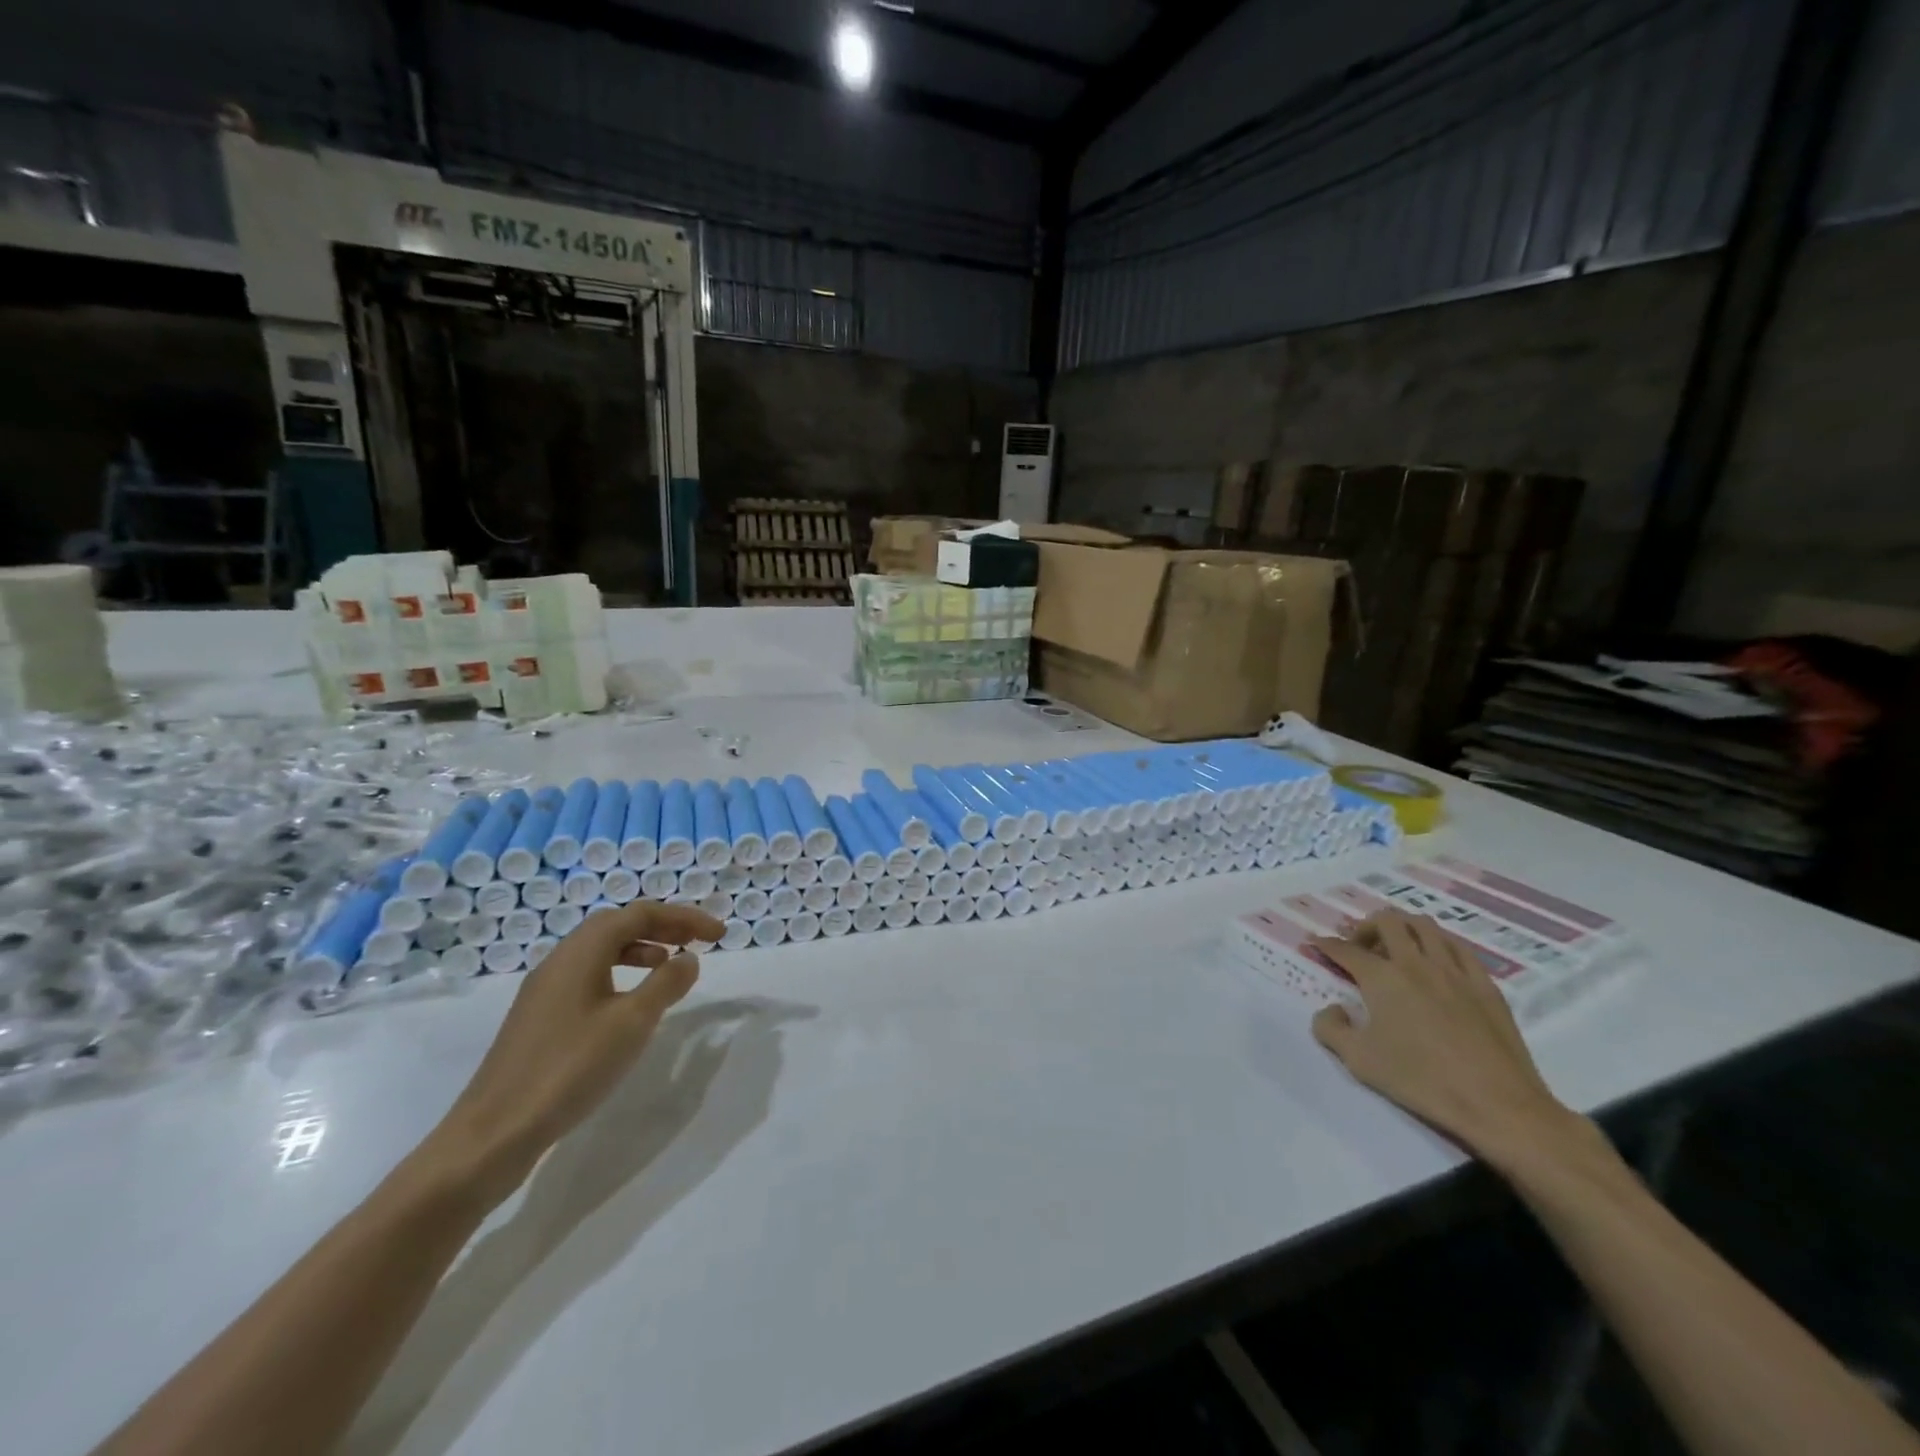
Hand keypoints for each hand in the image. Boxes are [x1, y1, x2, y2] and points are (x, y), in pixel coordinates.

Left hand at [426, 900, 723, 1202]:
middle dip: (663, 927)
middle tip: (698, 942)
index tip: (719, 935)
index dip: (684, 918)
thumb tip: (688, 959)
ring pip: (601, 951)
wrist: (493, 1134)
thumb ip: (666, 984)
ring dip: (642, 949)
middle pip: (618, 926)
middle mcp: (560, 961)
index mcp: (581, 952)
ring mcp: (545, 991)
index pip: (640, 914)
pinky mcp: (539, 1019)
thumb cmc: (569, 1069)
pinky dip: (621, 975)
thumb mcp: (631, 1023)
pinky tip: (631, 1005)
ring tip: (670, 967)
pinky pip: (589, 977)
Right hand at [1309, 909, 1582, 1168]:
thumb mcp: (1358, 1060)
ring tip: (1397, 950)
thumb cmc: (1421, 1080)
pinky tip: (1437, 963)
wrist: (1498, 1105)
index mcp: (1382, 978)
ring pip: (1425, 926)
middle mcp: (1416, 963)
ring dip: (1403, 929)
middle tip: (1360, 948)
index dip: (1326, 945)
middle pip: (1388, 921)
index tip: (1316, 944)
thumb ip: (1331, 1028)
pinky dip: (1439, 945)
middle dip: (1365, 927)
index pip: (1346, 950)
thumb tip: (1332, 1009)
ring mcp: (1455, 971)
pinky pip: (1459, 947)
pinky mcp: (1486, 986)